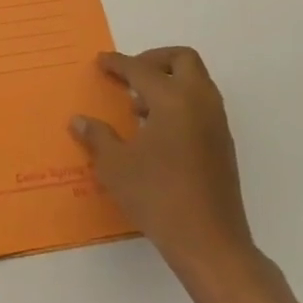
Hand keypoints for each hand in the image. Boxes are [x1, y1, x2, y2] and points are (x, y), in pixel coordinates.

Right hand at [71, 48, 255, 282]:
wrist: (210, 243)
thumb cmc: (158, 197)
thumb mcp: (115, 166)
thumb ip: (98, 136)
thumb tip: (80, 121)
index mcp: (173, 100)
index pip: (141, 69)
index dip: (117, 63)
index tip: (100, 62)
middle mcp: (199, 103)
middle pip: (182, 60)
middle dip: (154, 60)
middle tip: (129, 76)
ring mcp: (216, 124)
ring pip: (196, 82)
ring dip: (168, 82)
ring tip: (137, 108)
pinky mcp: (222, 145)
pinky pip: (201, 106)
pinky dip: (179, 104)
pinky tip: (156, 132)